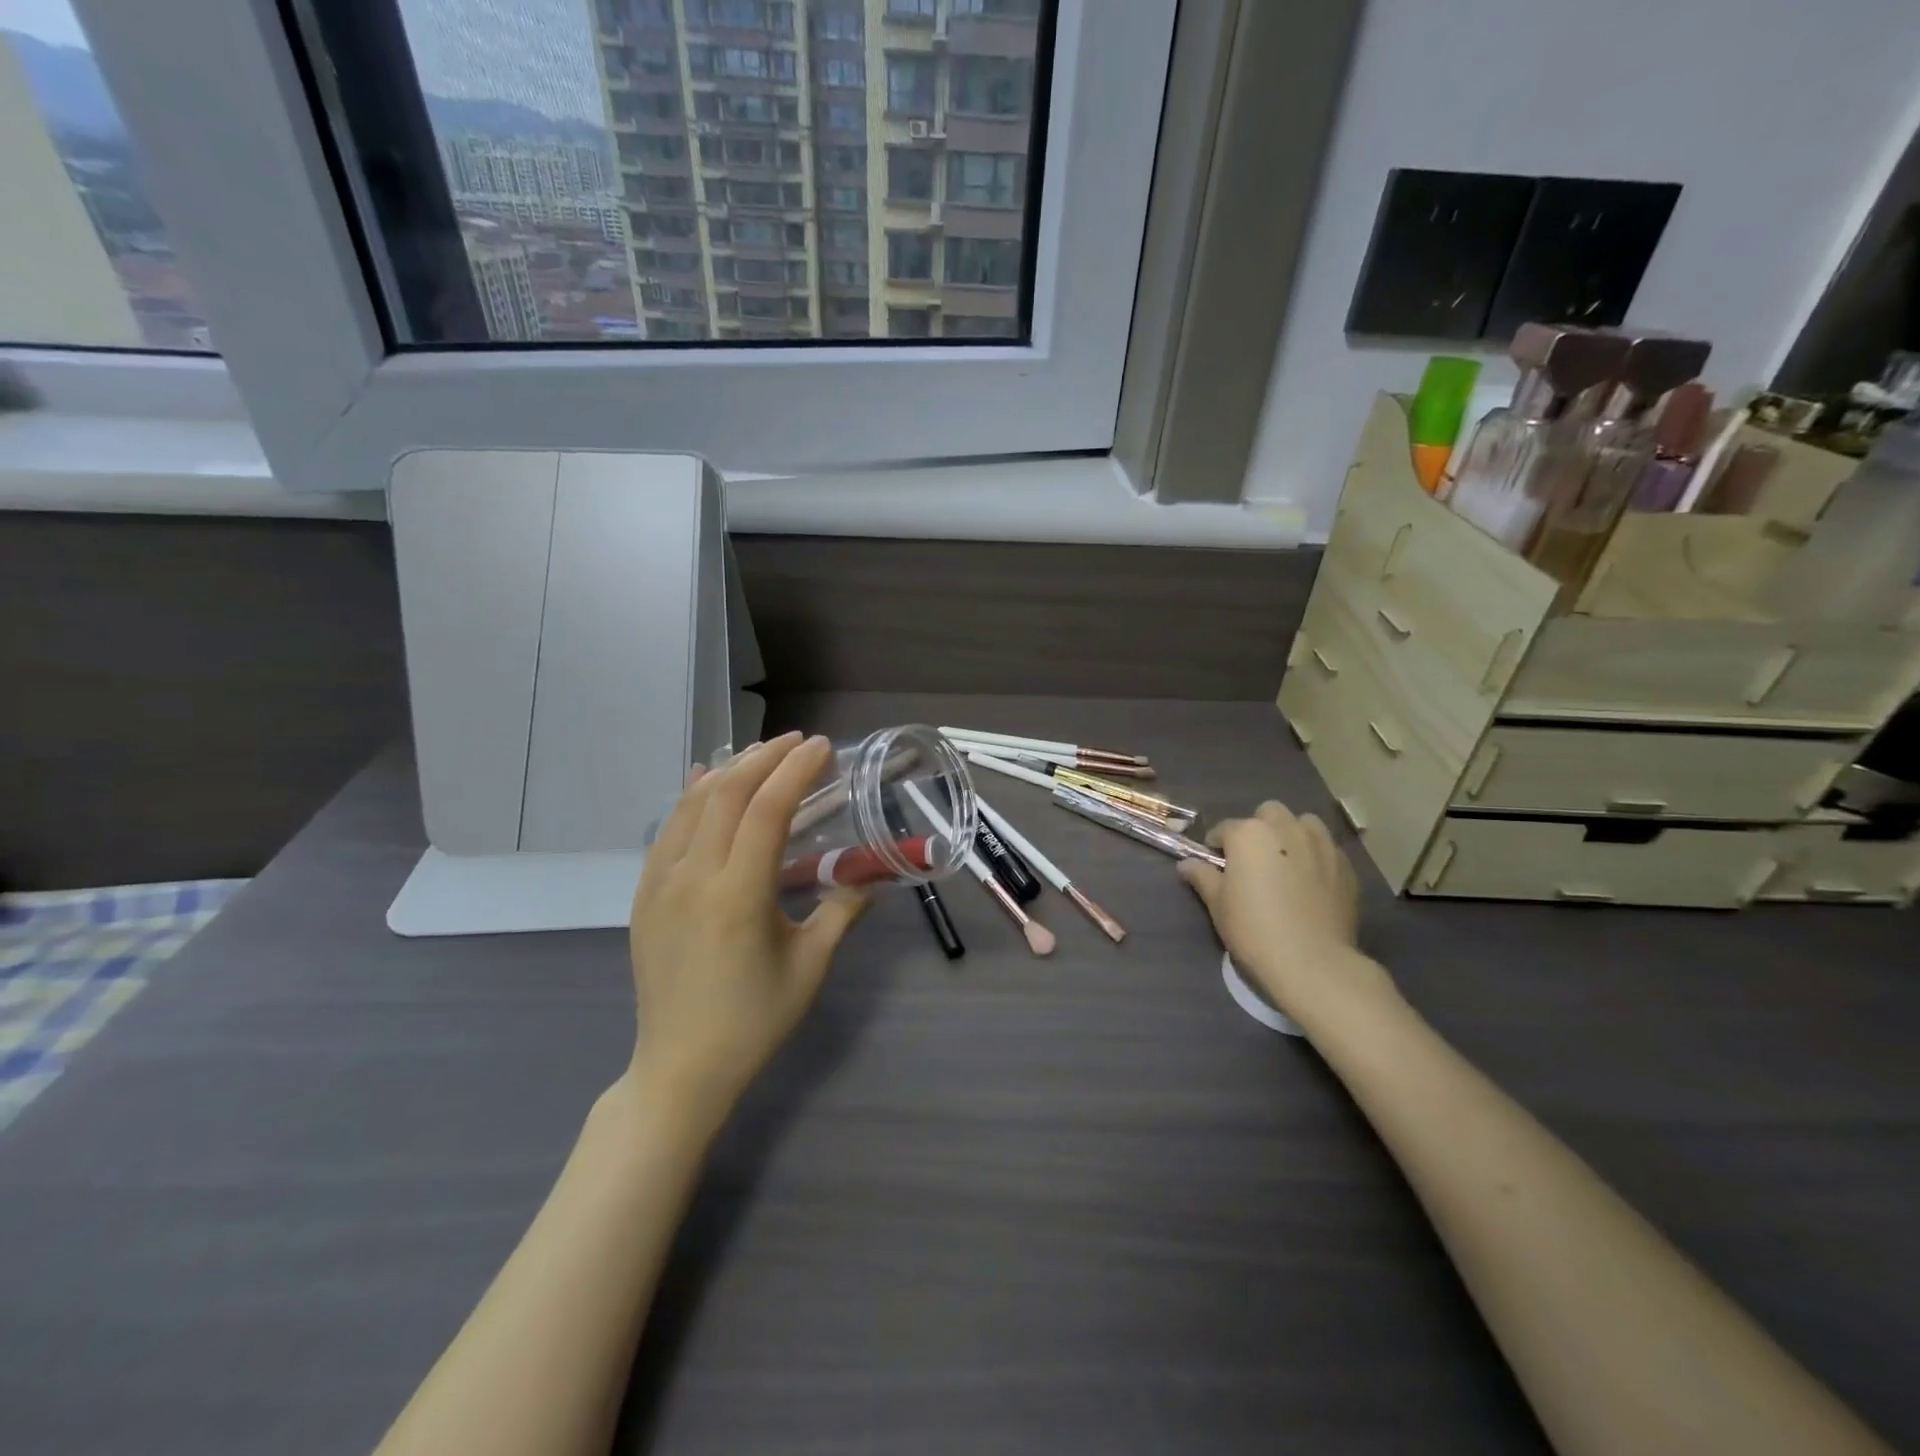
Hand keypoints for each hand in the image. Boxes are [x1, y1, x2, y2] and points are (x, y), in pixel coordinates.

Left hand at [627, 732, 869, 1128]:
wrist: (681, 1067)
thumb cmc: (754, 1020)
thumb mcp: (811, 966)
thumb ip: (842, 911)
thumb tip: (870, 876)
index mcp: (738, 896)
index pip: (767, 810)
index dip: (796, 771)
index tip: (821, 747)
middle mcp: (692, 878)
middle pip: (726, 795)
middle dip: (764, 758)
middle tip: (798, 743)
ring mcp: (660, 884)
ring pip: (691, 805)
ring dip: (729, 771)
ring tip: (761, 754)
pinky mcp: (644, 895)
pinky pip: (668, 830)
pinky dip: (691, 797)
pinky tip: (705, 781)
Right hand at [1177, 802, 1394, 1029]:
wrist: (1312, 962)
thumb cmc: (1254, 929)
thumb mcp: (1218, 904)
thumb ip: (1202, 876)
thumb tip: (1186, 864)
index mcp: (1249, 833)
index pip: (1224, 829)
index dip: (1216, 846)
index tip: (1216, 866)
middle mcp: (1286, 828)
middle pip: (1268, 814)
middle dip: (1259, 830)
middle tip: (1254, 860)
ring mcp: (1321, 844)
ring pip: (1304, 824)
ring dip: (1292, 834)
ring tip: (1287, 863)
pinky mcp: (1346, 865)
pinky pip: (1327, 849)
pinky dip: (1316, 856)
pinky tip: (1311, 883)